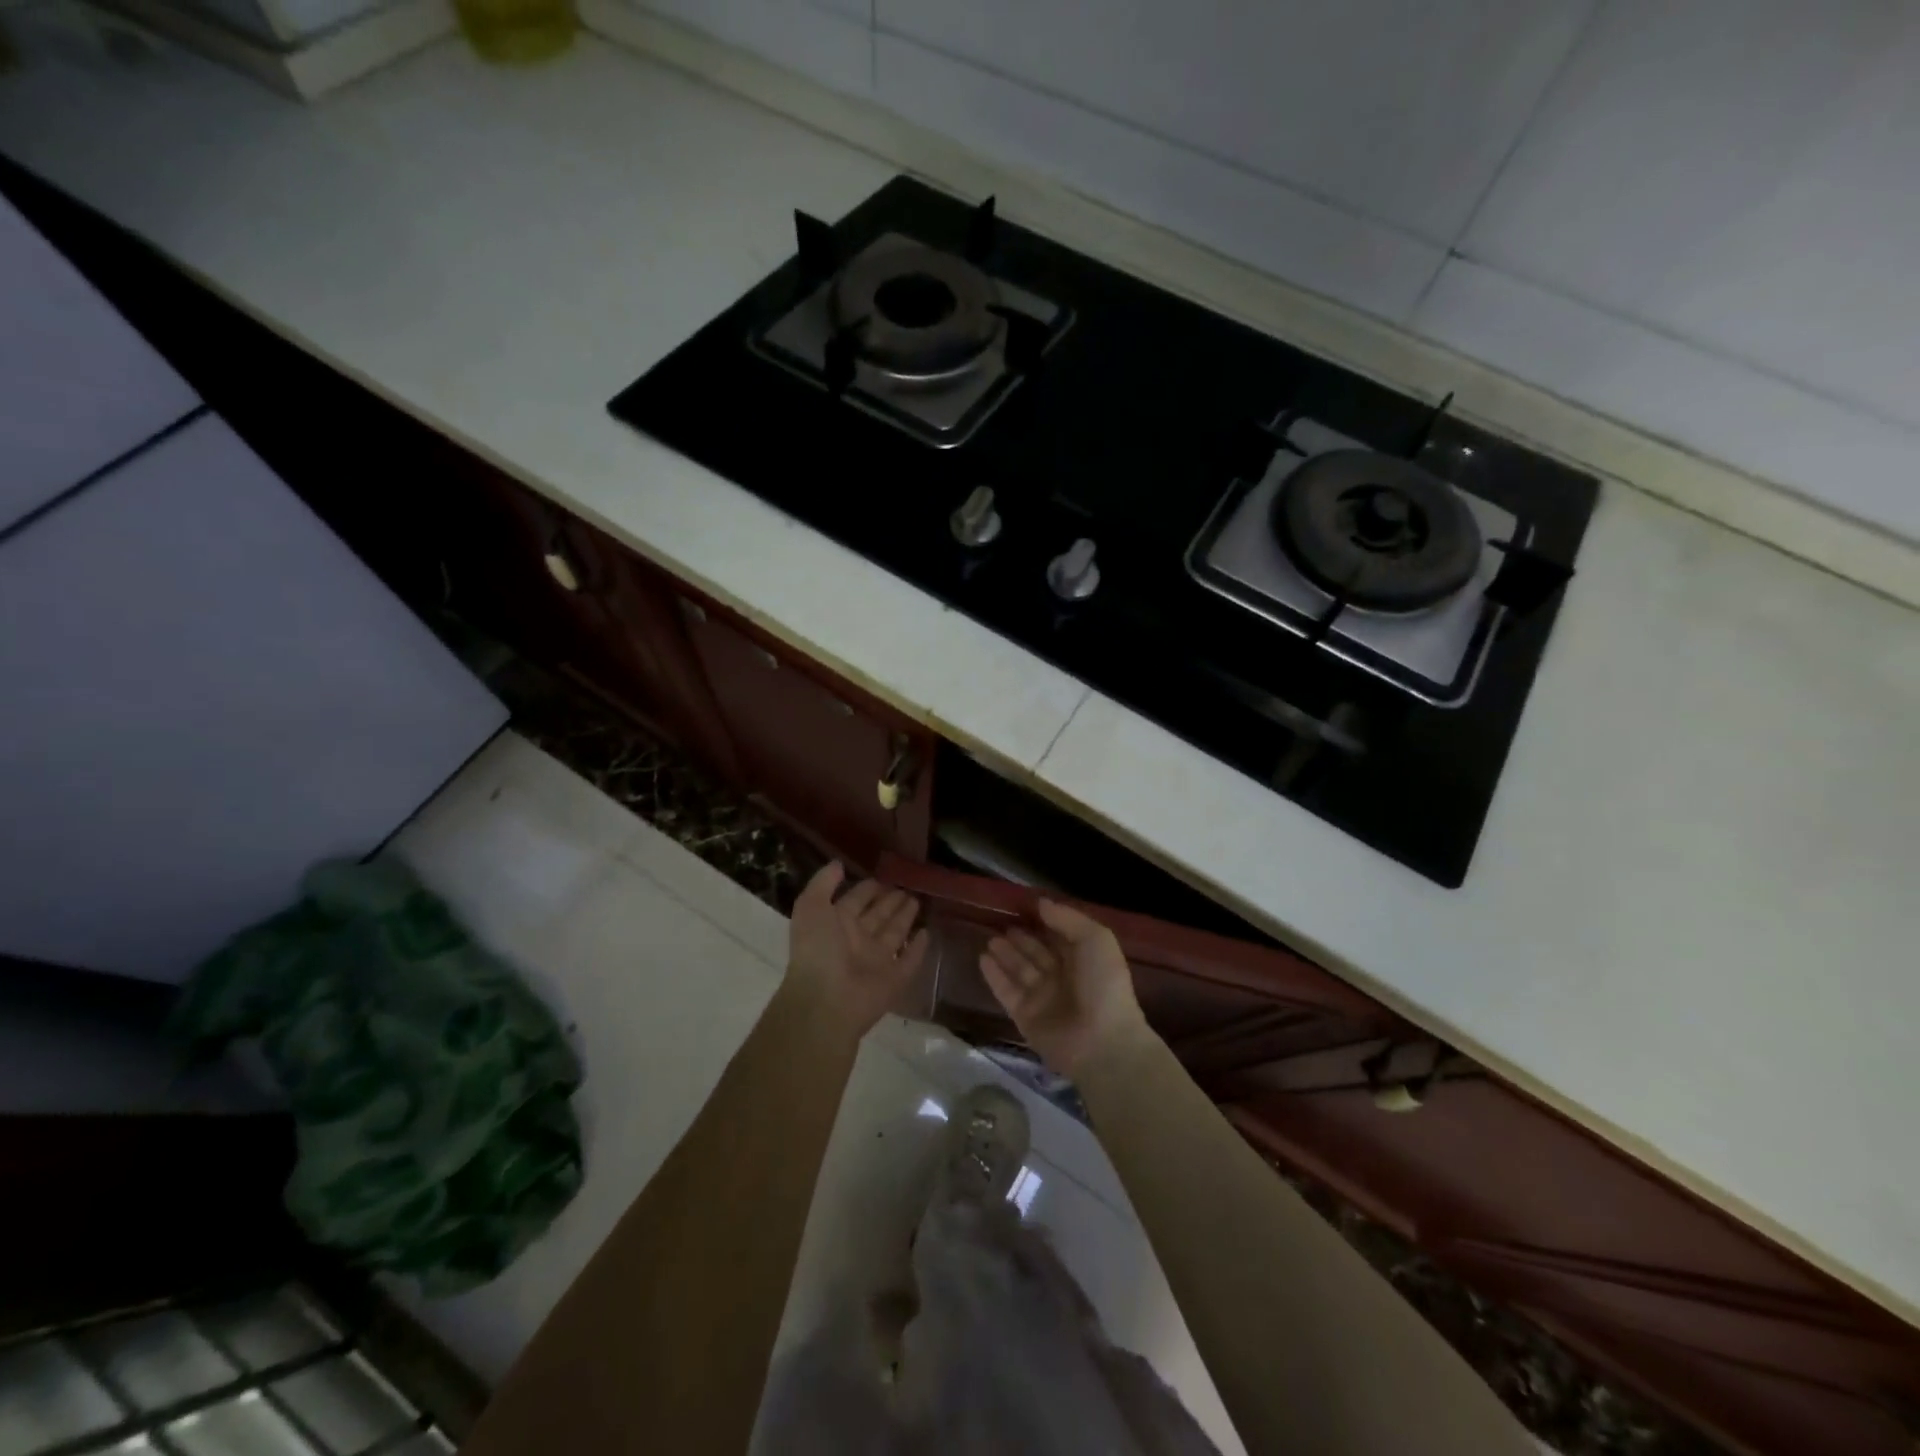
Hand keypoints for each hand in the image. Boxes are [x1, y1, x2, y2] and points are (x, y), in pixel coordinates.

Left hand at [784, 863, 929, 1038]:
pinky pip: (910, 961)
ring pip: (894, 934)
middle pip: (878, 916)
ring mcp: (877, 962)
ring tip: (918, 899)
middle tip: (909, 885)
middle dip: (891, 901)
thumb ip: (823, 883)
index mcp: (837, 925)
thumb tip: (839, 863)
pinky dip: (919, 948)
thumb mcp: (811, 907)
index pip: (856, 901)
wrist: (825, 1002)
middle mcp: (857, 941)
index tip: (885, 874)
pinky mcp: (895, 980)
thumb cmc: (817, 950)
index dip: (869, 888)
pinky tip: (927, 933)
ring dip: (905, 918)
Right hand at [980, 899, 1150, 1077]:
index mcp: (1084, 960)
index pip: (1059, 936)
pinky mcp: (1025, 1017)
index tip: (1023, 906)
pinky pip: (1007, 992)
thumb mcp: (1095, 939)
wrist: (1101, 1041)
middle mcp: (1063, 978)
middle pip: (1037, 953)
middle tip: (1000, 923)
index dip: (1044, 922)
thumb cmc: (1102, 984)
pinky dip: (995, 976)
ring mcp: (1043, 999)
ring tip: (990, 938)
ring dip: (1005, 954)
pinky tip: (983, 958)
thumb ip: (1067, 918)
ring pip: (1020, 971)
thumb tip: (1040, 903)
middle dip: (1021, 939)